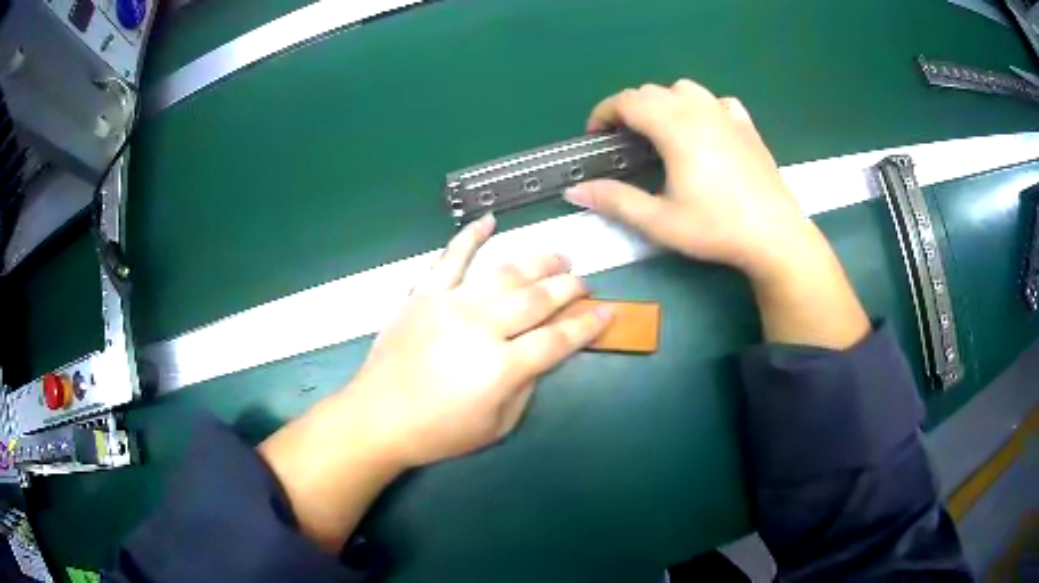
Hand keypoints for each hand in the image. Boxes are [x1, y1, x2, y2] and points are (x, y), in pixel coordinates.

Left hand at [260, 214, 611, 551]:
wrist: (378, 417)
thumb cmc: (438, 432)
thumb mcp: (496, 426)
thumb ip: (526, 387)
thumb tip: (541, 356)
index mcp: (502, 367)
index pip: (558, 339)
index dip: (587, 325)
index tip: (608, 311)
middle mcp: (481, 328)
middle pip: (536, 299)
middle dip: (568, 288)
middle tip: (583, 282)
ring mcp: (450, 305)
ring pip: (504, 273)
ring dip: (537, 262)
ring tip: (558, 256)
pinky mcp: (424, 295)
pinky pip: (450, 259)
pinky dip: (470, 237)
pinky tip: (489, 220)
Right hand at [566, 80, 868, 348]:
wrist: (774, 236)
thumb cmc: (716, 228)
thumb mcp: (659, 221)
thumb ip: (615, 201)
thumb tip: (574, 192)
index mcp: (675, 127)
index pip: (628, 101)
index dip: (604, 113)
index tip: (596, 136)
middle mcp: (700, 110)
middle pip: (653, 91)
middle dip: (629, 108)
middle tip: (624, 140)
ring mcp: (727, 115)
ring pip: (685, 89)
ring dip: (664, 102)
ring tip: (662, 132)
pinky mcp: (747, 127)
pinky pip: (718, 102)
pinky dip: (701, 107)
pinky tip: (704, 131)